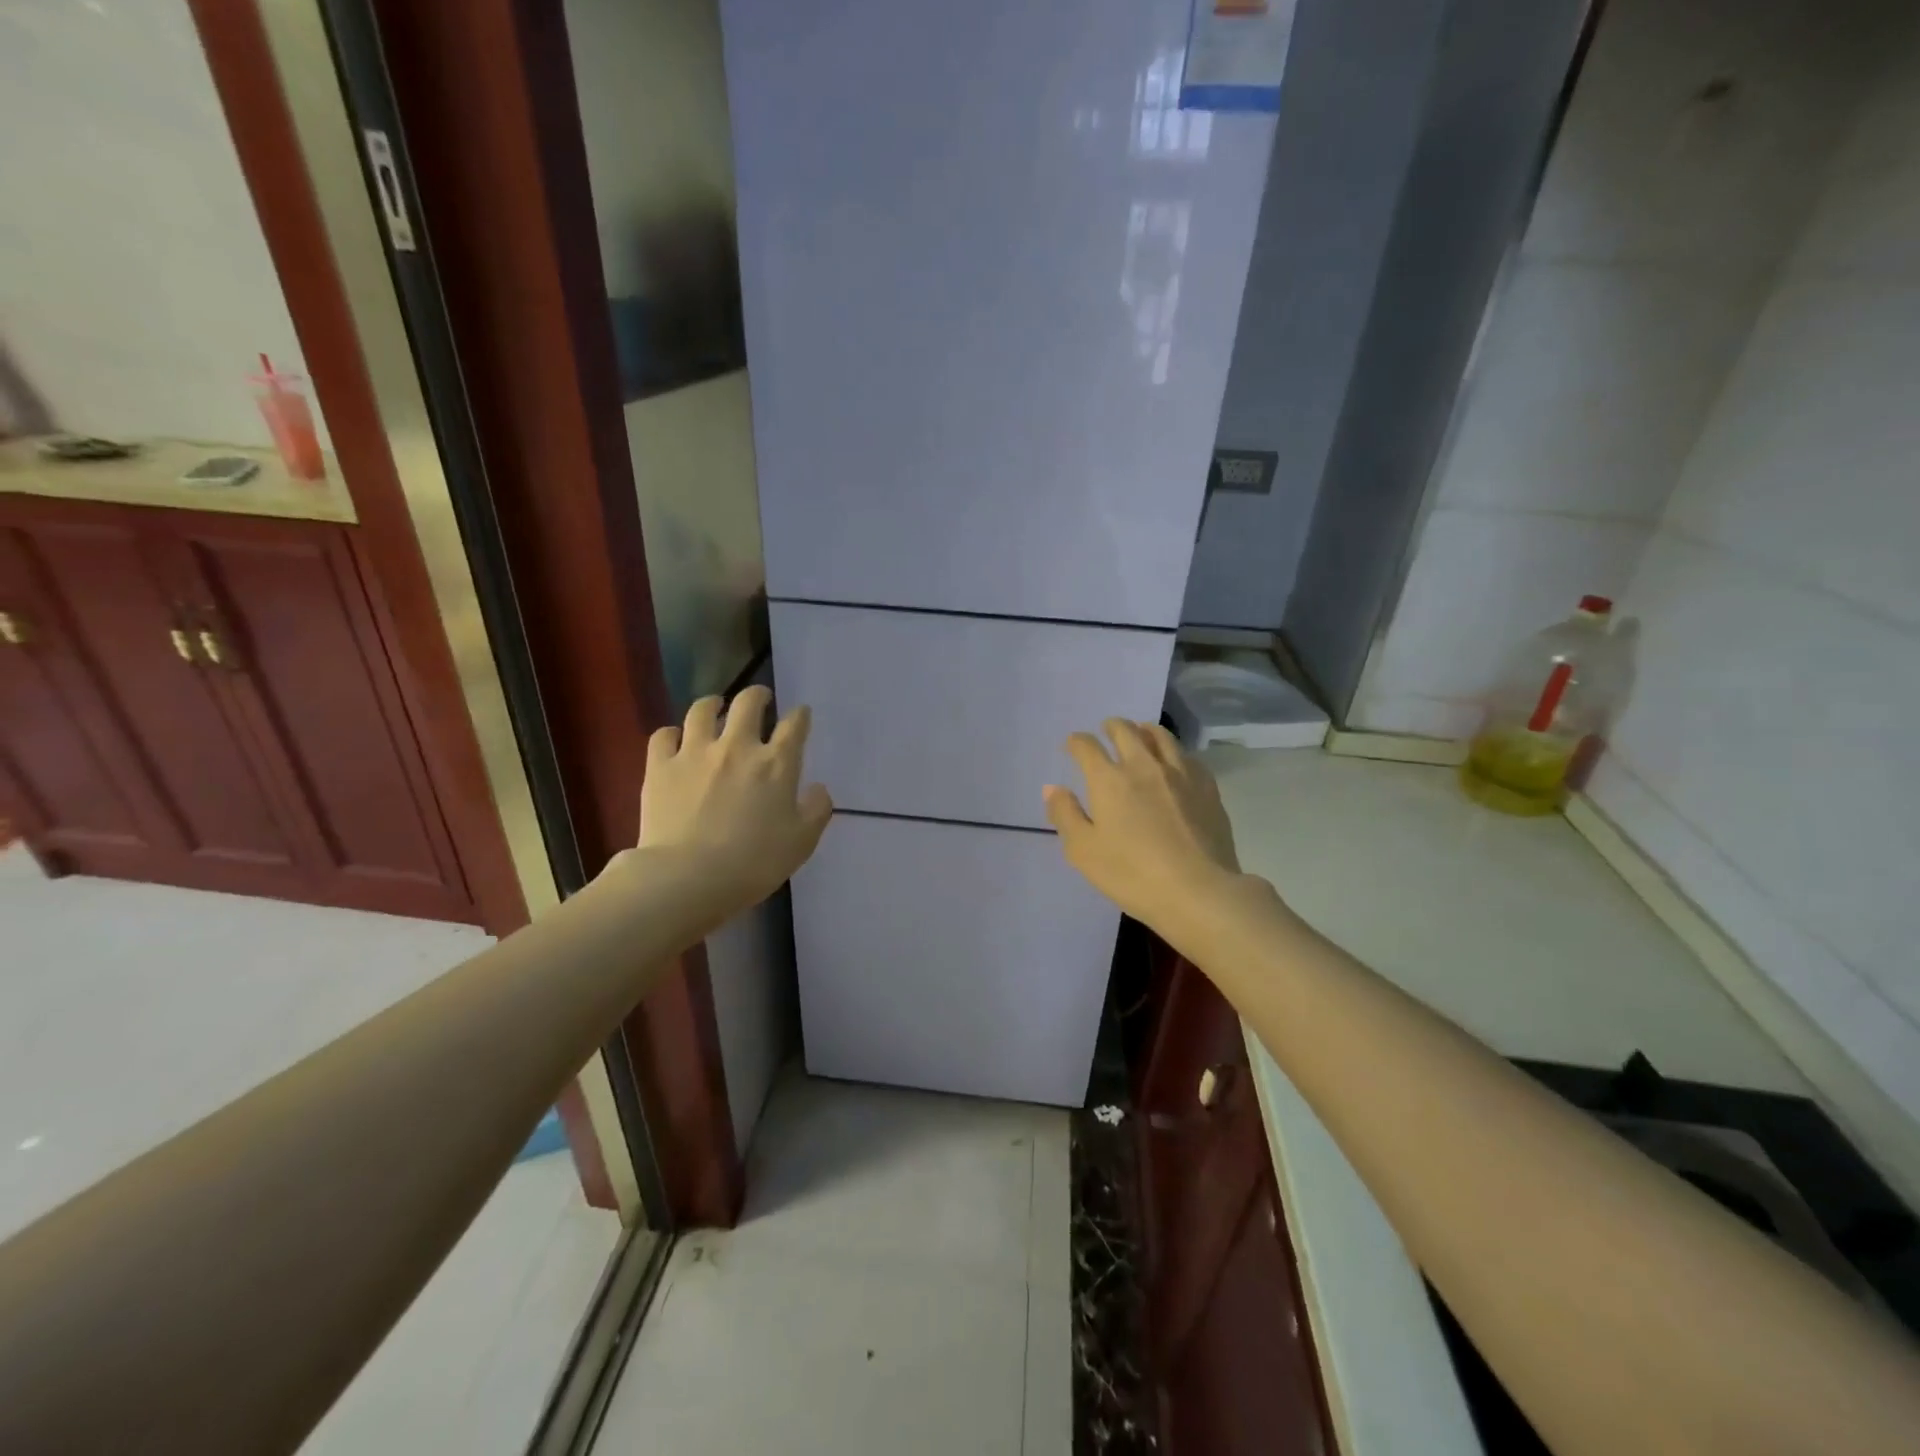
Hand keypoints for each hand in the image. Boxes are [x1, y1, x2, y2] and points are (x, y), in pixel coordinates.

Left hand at [633, 686, 833, 912]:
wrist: (687, 877)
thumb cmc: (753, 863)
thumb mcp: (801, 842)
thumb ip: (817, 810)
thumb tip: (818, 788)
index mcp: (776, 763)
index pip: (794, 725)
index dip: (800, 716)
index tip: (800, 715)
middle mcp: (737, 746)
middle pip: (748, 703)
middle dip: (758, 695)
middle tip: (760, 699)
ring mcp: (694, 752)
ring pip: (702, 710)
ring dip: (713, 704)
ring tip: (715, 706)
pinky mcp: (660, 766)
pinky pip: (663, 735)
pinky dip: (672, 733)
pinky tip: (675, 740)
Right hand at [1043, 720, 1245, 940]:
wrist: (1199, 892)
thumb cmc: (1132, 875)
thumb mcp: (1084, 851)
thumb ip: (1065, 815)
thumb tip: (1052, 787)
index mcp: (1109, 780)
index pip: (1087, 746)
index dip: (1076, 742)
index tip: (1072, 745)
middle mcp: (1143, 766)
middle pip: (1125, 731)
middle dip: (1111, 726)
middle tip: (1106, 730)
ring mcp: (1180, 774)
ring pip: (1161, 736)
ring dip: (1144, 730)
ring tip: (1141, 733)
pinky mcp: (1207, 787)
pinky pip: (1188, 757)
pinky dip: (1174, 752)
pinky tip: (1175, 761)